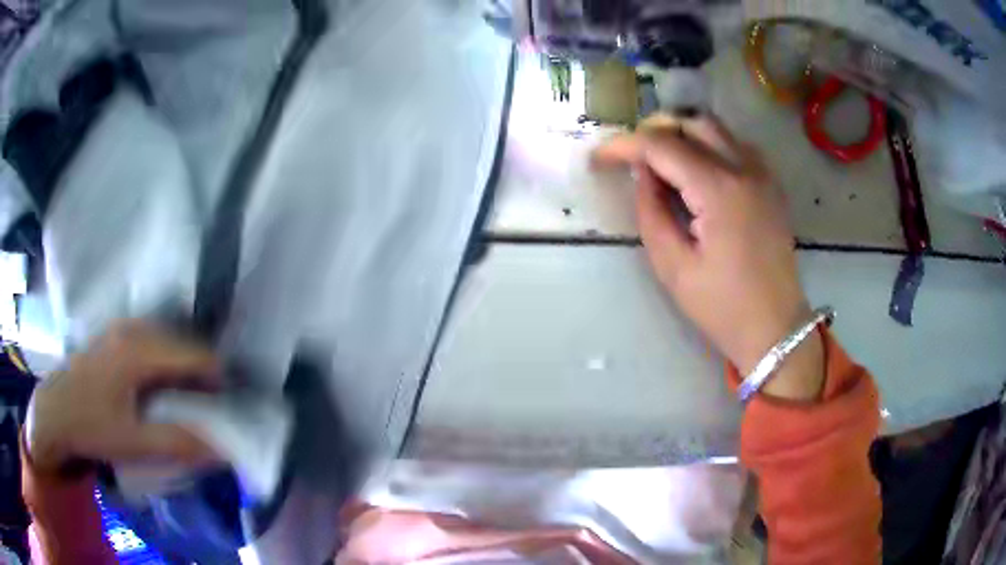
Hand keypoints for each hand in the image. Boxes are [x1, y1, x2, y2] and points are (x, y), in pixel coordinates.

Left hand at [26, 321, 222, 475]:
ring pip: (167, 338)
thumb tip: (221, 451)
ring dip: (183, 363)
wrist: (55, 411)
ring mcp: (121, 328)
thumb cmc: (92, 426)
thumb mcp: (134, 443)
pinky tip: (161, 381)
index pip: (193, 355)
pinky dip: (165, 357)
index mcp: (139, 352)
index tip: (228, 403)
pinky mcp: (114, 334)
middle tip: (211, 402)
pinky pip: (151, 338)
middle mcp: (133, 330)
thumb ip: (178, 443)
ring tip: (190, 393)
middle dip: (202, 370)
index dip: (217, 377)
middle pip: (182, 342)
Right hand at [594, 113, 823, 399]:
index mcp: (719, 190)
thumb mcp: (673, 266)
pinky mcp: (771, 185)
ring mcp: (763, 174)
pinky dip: (710, 146)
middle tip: (632, 156)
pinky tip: (697, 173)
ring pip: (717, 129)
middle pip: (693, 122)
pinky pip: (736, 146)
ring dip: (683, 135)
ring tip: (661, 163)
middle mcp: (745, 169)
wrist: (775, 327)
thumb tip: (641, 173)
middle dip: (655, 131)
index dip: (624, 145)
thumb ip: (651, 211)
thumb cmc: (722, 306)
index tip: (599, 157)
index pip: (662, 146)